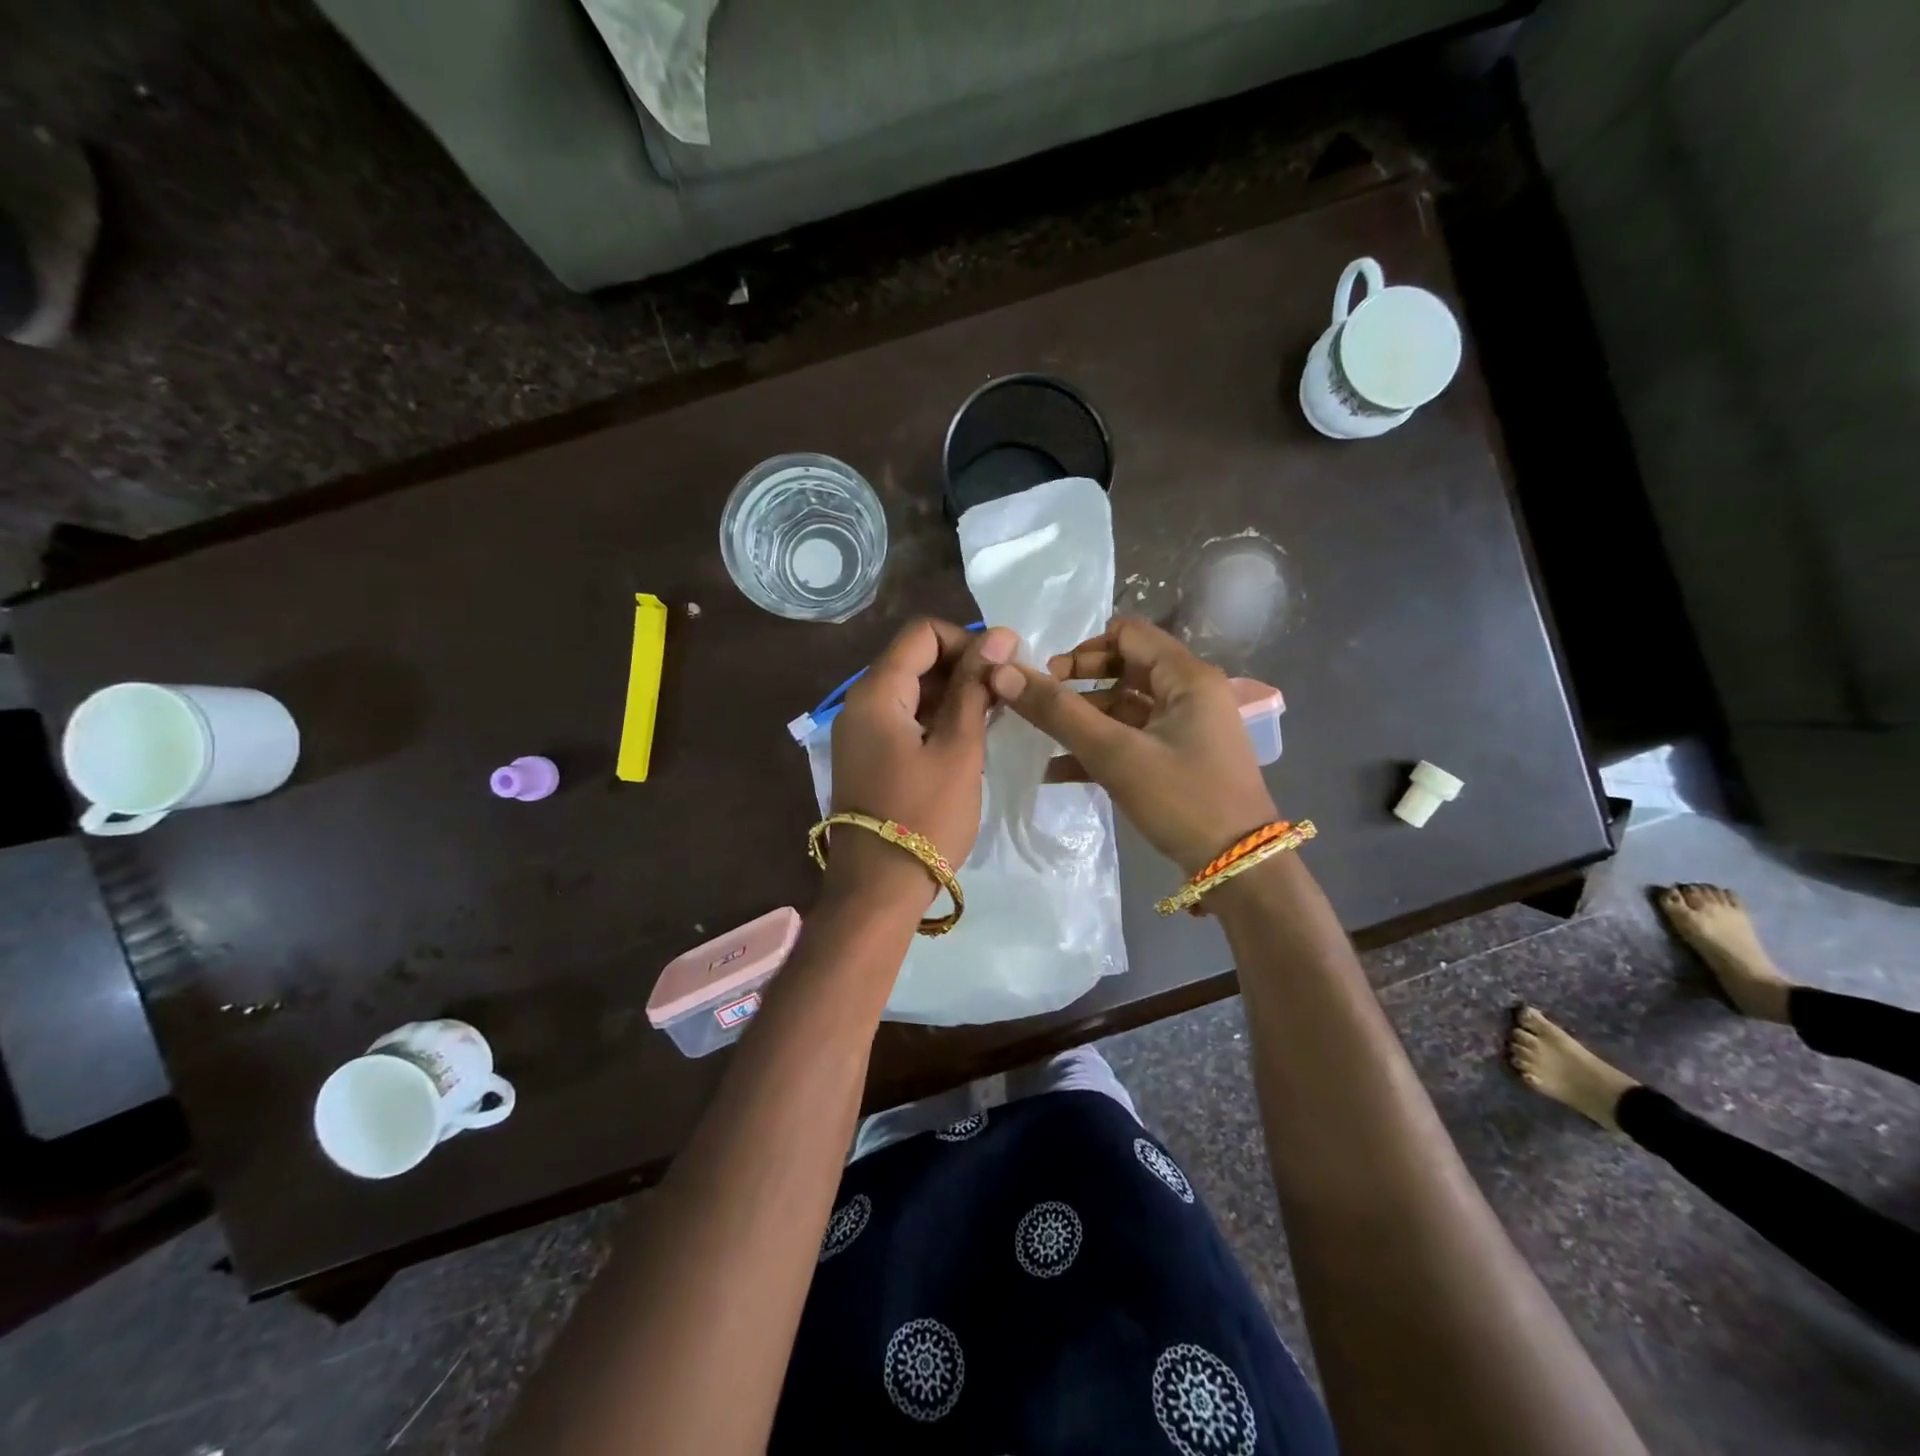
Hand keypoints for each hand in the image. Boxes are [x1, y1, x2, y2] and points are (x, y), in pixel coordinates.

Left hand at [825, 619, 1018, 912]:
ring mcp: (861, 731)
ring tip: (993, 719)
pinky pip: (905, 719)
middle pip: (915, 659)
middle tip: (1006, 696)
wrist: (878, 890)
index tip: (1003, 670)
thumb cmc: (925, 818)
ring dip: (953, 695)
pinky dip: (936, 719)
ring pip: (912, 690)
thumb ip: (976, 688)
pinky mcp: (869, 755)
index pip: (923, 634)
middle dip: (963, 668)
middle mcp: (860, 702)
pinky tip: (968, 740)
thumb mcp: (959, 749)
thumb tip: (999, 635)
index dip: (967, 641)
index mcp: (876, 692)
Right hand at [988, 616, 1277, 874]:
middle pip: (1125, 669)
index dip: (1083, 649)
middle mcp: (1190, 693)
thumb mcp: (1116, 753)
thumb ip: (1058, 712)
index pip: (1128, 634)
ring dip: (1083, 719)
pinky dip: (1099, 747)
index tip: (1047, 677)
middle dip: (1078, 684)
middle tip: (1041, 703)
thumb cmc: (1183, 799)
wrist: (1239, 867)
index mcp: (1186, 677)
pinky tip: (1057, 770)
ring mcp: (1186, 728)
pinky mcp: (1179, 759)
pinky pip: (1133, 739)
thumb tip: (1003, 672)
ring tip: (1040, 738)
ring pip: (1125, 707)